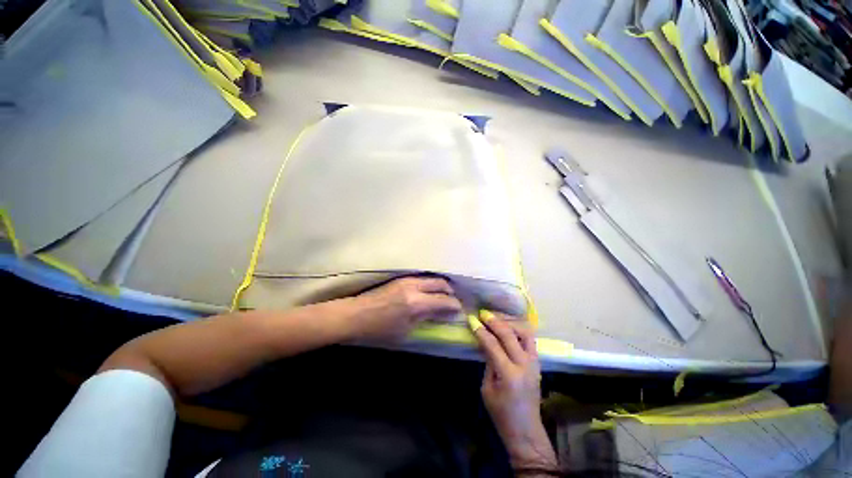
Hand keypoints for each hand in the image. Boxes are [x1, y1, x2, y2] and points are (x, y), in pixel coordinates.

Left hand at [348, 276, 462, 341]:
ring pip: (432, 278)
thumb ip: (426, 319)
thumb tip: (441, 315)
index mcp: (416, 304)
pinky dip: (431, 284)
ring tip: (443, 295)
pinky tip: (430, 291)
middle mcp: (414, 287)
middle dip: (450, 292)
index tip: (459, 310)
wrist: (356, 315)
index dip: (454, 306)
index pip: (444, 301)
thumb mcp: (406, 331)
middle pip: (441, 284)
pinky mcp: (401, 278)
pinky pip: (423, 278)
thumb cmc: (380, 330)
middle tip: (453, 301)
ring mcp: (407, 280)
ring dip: (441, 286)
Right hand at [471, 312, 557, 472]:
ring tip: (497, 318)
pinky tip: (509, 327)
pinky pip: (530, 340)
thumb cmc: (501, 413)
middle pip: (509, 334)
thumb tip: (485, 342)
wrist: (526, 430)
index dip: (481, 331)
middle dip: (494, 321)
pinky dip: (519, 330)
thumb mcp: (487, 388)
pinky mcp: (538, 363)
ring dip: (510, 323)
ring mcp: (534, 363)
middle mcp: (524, 365)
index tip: (472, 320)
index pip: (492, 344)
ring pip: (525, 333)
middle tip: (483, 313)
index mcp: (508, 374)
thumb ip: (488, 362)